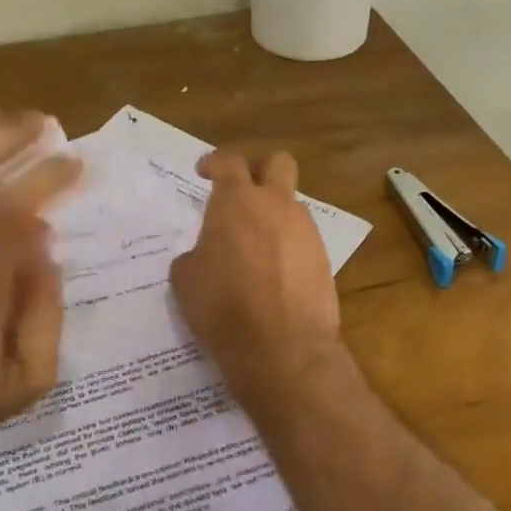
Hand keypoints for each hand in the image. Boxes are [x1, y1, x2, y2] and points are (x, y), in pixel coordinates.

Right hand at [169, 149, 351, 415]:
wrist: (282, 349)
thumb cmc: (223, 307)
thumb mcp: (187, 280)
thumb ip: (195, 255)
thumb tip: (204, 257)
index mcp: (237, 202)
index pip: (229, 161)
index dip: (215, 162)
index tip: (205, 172)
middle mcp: (275, 205)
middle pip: (278, 163)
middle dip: (260, 170)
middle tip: (243, 192)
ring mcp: (305, 231)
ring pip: (292, 205)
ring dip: (275, 215)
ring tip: (256, 248)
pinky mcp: (323, 259)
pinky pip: (303, 240)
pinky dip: (288, 248)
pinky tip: (274, 276)